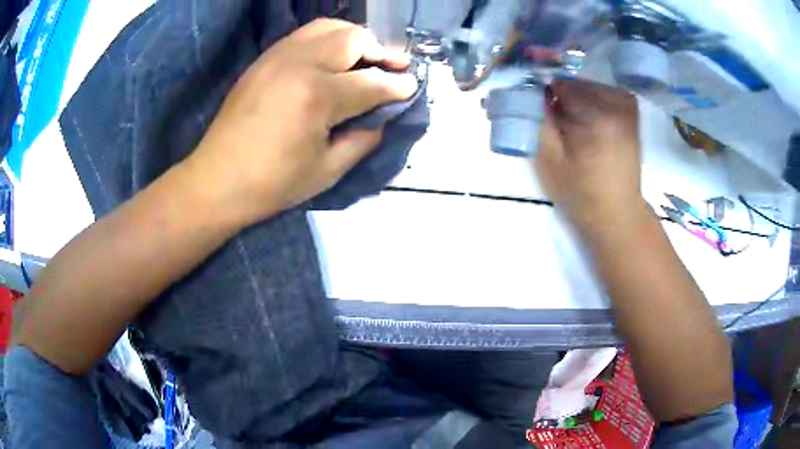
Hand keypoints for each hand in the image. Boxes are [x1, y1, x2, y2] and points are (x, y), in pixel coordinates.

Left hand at [185, 19, 417, 225]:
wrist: (217, 180)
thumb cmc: (272, 184)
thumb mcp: (328, 171)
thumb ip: (364, 138)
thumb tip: (383, 115)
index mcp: (317, 96)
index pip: (372, 82)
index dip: (398, 86)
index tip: (412, 87)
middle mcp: (301, 64)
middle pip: (354, 39)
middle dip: (381, 52)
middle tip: (393, 68)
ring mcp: (278, 56)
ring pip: (330, 27)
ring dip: (355, 39)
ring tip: (364, 58)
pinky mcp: (264, 59)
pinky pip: (305, 35)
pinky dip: (328, 40)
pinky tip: (332, 59)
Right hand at [535, 79, 645, 233]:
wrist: (617, 213)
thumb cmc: (581, 193)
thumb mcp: (549, 160)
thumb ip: (537, 119)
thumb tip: (530, 89)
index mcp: (597, 115)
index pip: (559, 83)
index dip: (545, 97)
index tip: (543, 116)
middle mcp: (617, 101)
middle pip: (574, 82)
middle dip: (562, 98)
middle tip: (561, 127)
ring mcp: (627, 102)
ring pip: (587, 85)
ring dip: (576, 101)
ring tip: (577, 130)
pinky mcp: (630, 108)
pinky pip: (601, 91)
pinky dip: (591, 102)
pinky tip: (591, 125)